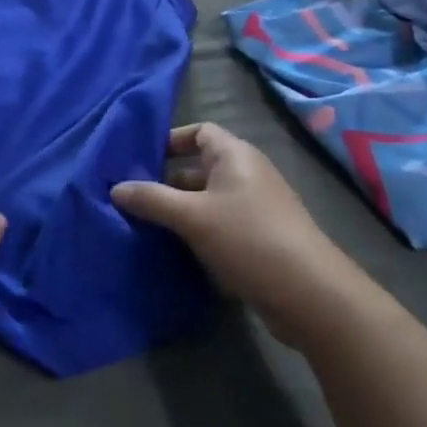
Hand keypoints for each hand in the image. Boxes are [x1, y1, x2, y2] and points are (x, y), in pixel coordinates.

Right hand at [112, 123, 378, 348]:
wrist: (310, 294)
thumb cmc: (248, 238)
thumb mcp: (191, 217)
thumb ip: (151, 199)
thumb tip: (115, 188)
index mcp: (235, 155)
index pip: (199, 131)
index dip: (170, 140)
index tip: (141, 159)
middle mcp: (248, 174)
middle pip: (201, 166)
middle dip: (168, 180)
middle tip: (135, 196)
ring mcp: (258, 207)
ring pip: (209, 198)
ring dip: (182, 209)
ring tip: (148, 224)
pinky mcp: (262, 238)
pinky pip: (222, 223)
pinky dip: (200, 230)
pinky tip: (178, 249)